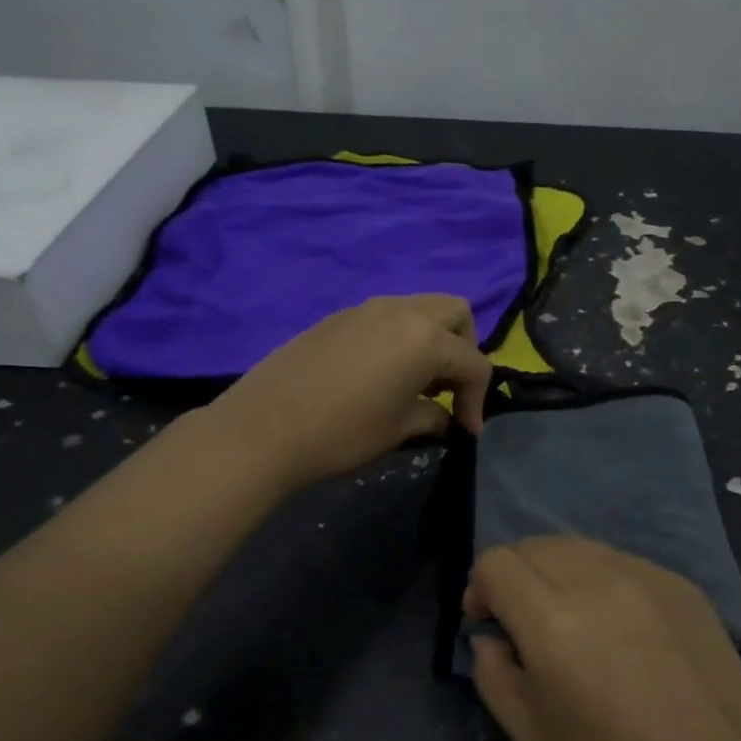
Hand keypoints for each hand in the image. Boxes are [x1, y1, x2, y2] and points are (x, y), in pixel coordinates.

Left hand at [209, 294, 492, 490]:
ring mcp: (367, 308)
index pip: (474, 362)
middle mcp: (402, 311)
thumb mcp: (398, 429)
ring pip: (421, 309)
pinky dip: (401, 338)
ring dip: (432, 340)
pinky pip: (387, 316)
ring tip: (416, 382)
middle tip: (448, 388)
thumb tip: (445, 418)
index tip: (467, 430)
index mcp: (425, 339)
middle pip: (456, 313)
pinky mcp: (340, 316)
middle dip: (464, 349)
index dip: (477, 400)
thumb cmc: (342, 433)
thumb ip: (433, 416)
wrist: (263, 428)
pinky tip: (381, 374)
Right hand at [465, 537, 740, 740]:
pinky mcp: (681, 584)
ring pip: (579, 546)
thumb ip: (495, 677)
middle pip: (535, 544)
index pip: (496, 561)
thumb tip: (489, 638)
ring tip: (569, 620)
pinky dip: (600, 578)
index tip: (487, 624)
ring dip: (555, 571)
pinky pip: (621, 561)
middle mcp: (598, 580)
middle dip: (514, 575)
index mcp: (554, 621)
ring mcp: (646, 576)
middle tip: (523, 623)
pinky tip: (618, 627)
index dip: (479, 587)